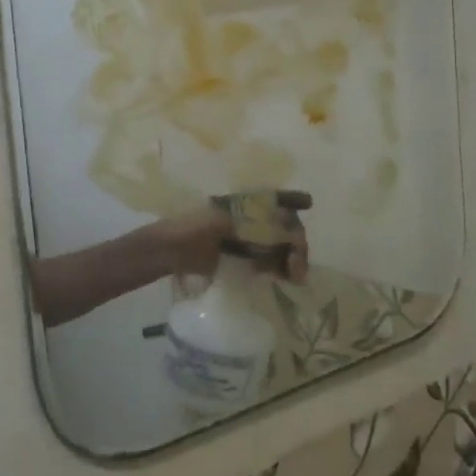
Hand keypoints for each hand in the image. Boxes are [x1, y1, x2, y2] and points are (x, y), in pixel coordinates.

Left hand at [163, 190, 311, 282]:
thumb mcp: (219, 222)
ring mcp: (245, 240)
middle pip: (282, 226)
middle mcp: (248, 219)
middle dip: (295, 242)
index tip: (308, 203)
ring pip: (278, 246)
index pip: (274, 199)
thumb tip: (281, 227)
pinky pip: (267, 262)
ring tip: (295, 275)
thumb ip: (250, 224)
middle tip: (298, 265)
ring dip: (291, 258)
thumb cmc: (188, 229)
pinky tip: (284, 277)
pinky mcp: (241, 260)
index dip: (292, 200)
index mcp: (241, 205)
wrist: (167, 253)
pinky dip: (278, 268)